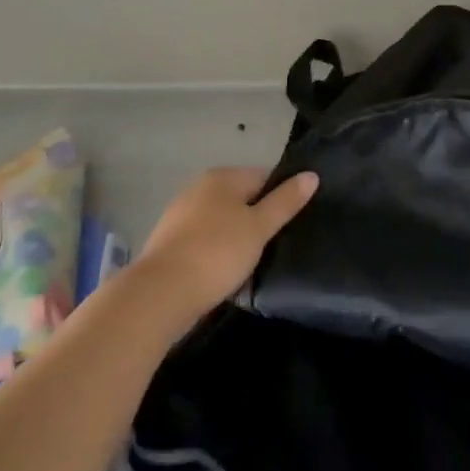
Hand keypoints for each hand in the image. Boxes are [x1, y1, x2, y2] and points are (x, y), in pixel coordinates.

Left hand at [135, 166, 318, 322]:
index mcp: (222, 177)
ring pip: (221, 223)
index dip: (280, 199)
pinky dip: (214, 255)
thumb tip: (311, 175)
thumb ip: (285, 201)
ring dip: (235, 241)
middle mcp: (199, 188)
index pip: (264, 177)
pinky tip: (221, 277)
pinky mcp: (167, 245)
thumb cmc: (216, 253)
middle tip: (272, 248)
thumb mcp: (259, 227)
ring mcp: (179, 216)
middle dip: (256, 221)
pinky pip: (202, 243)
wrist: (158, 295)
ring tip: (249, 266)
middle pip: (241, 200)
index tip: (289, 226)